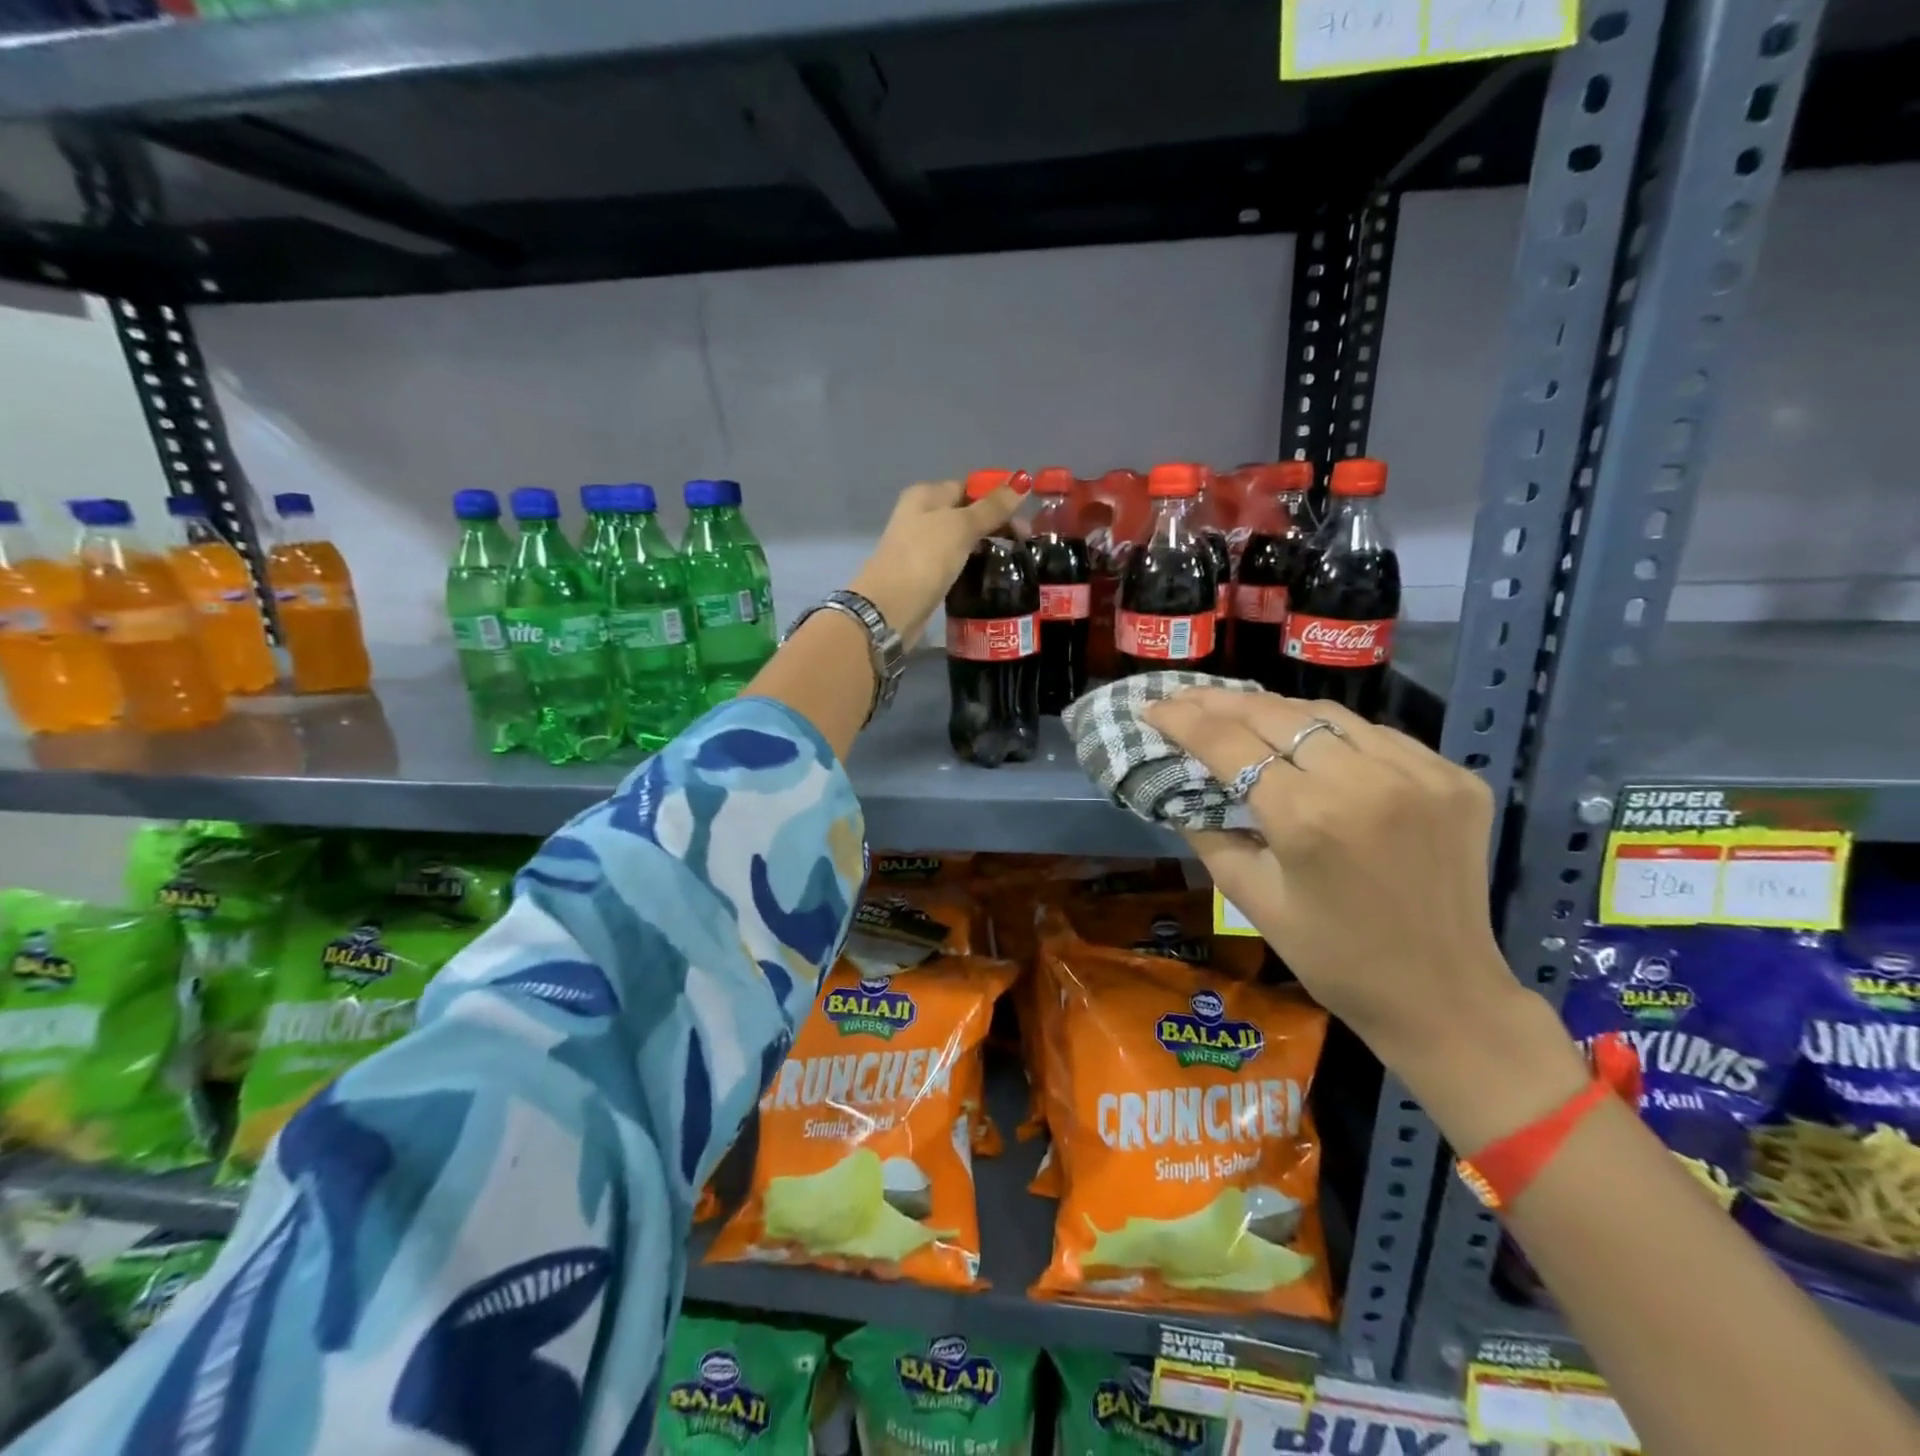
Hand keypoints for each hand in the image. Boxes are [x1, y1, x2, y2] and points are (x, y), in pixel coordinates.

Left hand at [849, 478, 1025, 644]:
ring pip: (962, 540)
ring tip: (1014, 559)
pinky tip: (991, 575)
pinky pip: (956, 562)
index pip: (968, 487)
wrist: (890, 608)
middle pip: (966, 513)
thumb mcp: (961, 527)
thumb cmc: (925, 558)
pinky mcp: (925, 575)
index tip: (1026, 514)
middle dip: (996, 524)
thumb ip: (992, 507)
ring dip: (986, 546)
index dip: (997, 497)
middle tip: (1025, 541)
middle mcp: (921, 516)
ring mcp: (921, 547)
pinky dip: (973, 565)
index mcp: (925, 495)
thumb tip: (1022, 480)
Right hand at [1142, 688, 1540, 1075]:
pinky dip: (1335, 733)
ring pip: (1329, 714)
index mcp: (1308, 818)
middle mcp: (1366, 781)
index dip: (1183, 720)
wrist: (1444, 995)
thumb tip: (1180, 789)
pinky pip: (1378, 736)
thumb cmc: (1333, 958)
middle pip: (1277, 714)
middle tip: (1186, 698)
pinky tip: (1312, 745)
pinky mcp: (1455, 777)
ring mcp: (1420, 773)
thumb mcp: (1253, 899)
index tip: (1152, 707)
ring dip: (1277, 711)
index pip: (1229, 744)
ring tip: (1240, 713)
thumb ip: (1209, 835)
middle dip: (1222, 701)